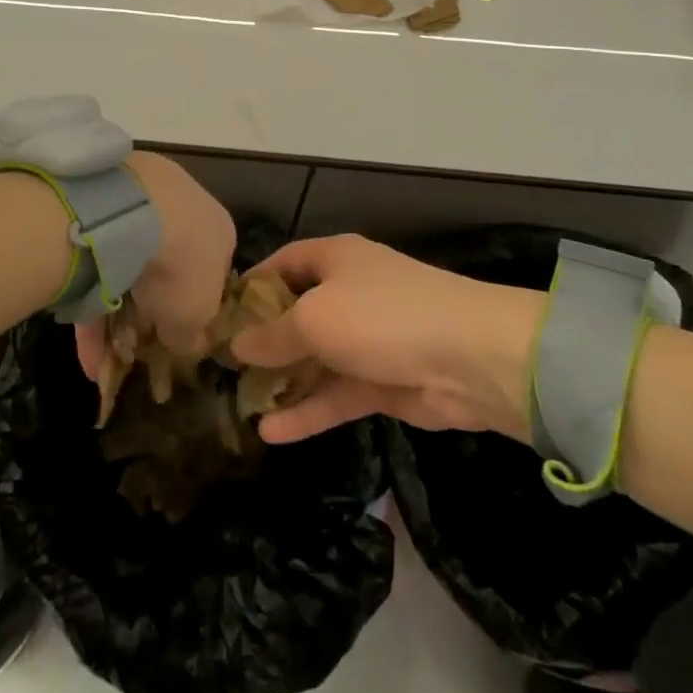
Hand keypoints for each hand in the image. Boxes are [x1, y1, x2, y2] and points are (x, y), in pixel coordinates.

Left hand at [74, 152, 233, 377]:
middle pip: (166, 271)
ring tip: (101, 361)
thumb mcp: (196, 317)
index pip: (210, 274)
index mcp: (218, 231)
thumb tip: (182, 342)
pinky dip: (90, 304)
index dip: (191, 312)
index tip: (171, 340)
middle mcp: (184, 210)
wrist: (132, 212)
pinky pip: (97, 263)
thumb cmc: (182, 265)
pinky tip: (85, 347)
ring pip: (127, 269)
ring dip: (114, 317)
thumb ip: (191, 334)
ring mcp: (141, 203)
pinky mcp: (102, 206)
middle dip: (146, 315)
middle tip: (131, 351)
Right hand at [230, 235, 543, 444]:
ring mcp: (367, 340)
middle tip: (224, 367)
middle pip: (297, 313)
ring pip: (315, 359)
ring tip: (241, 404)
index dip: (254, 284)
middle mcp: (349, 293)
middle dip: (264, 339)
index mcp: (335, 259)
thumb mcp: (315, 318)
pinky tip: (272, 434)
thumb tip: (237, 345)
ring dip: (284, 381)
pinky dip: (308, 411)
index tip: (221, 313)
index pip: (285, 262)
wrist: (470, 358)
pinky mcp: (382, 382)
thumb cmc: (381, 316)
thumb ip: (273, 334)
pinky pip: (336, 394)